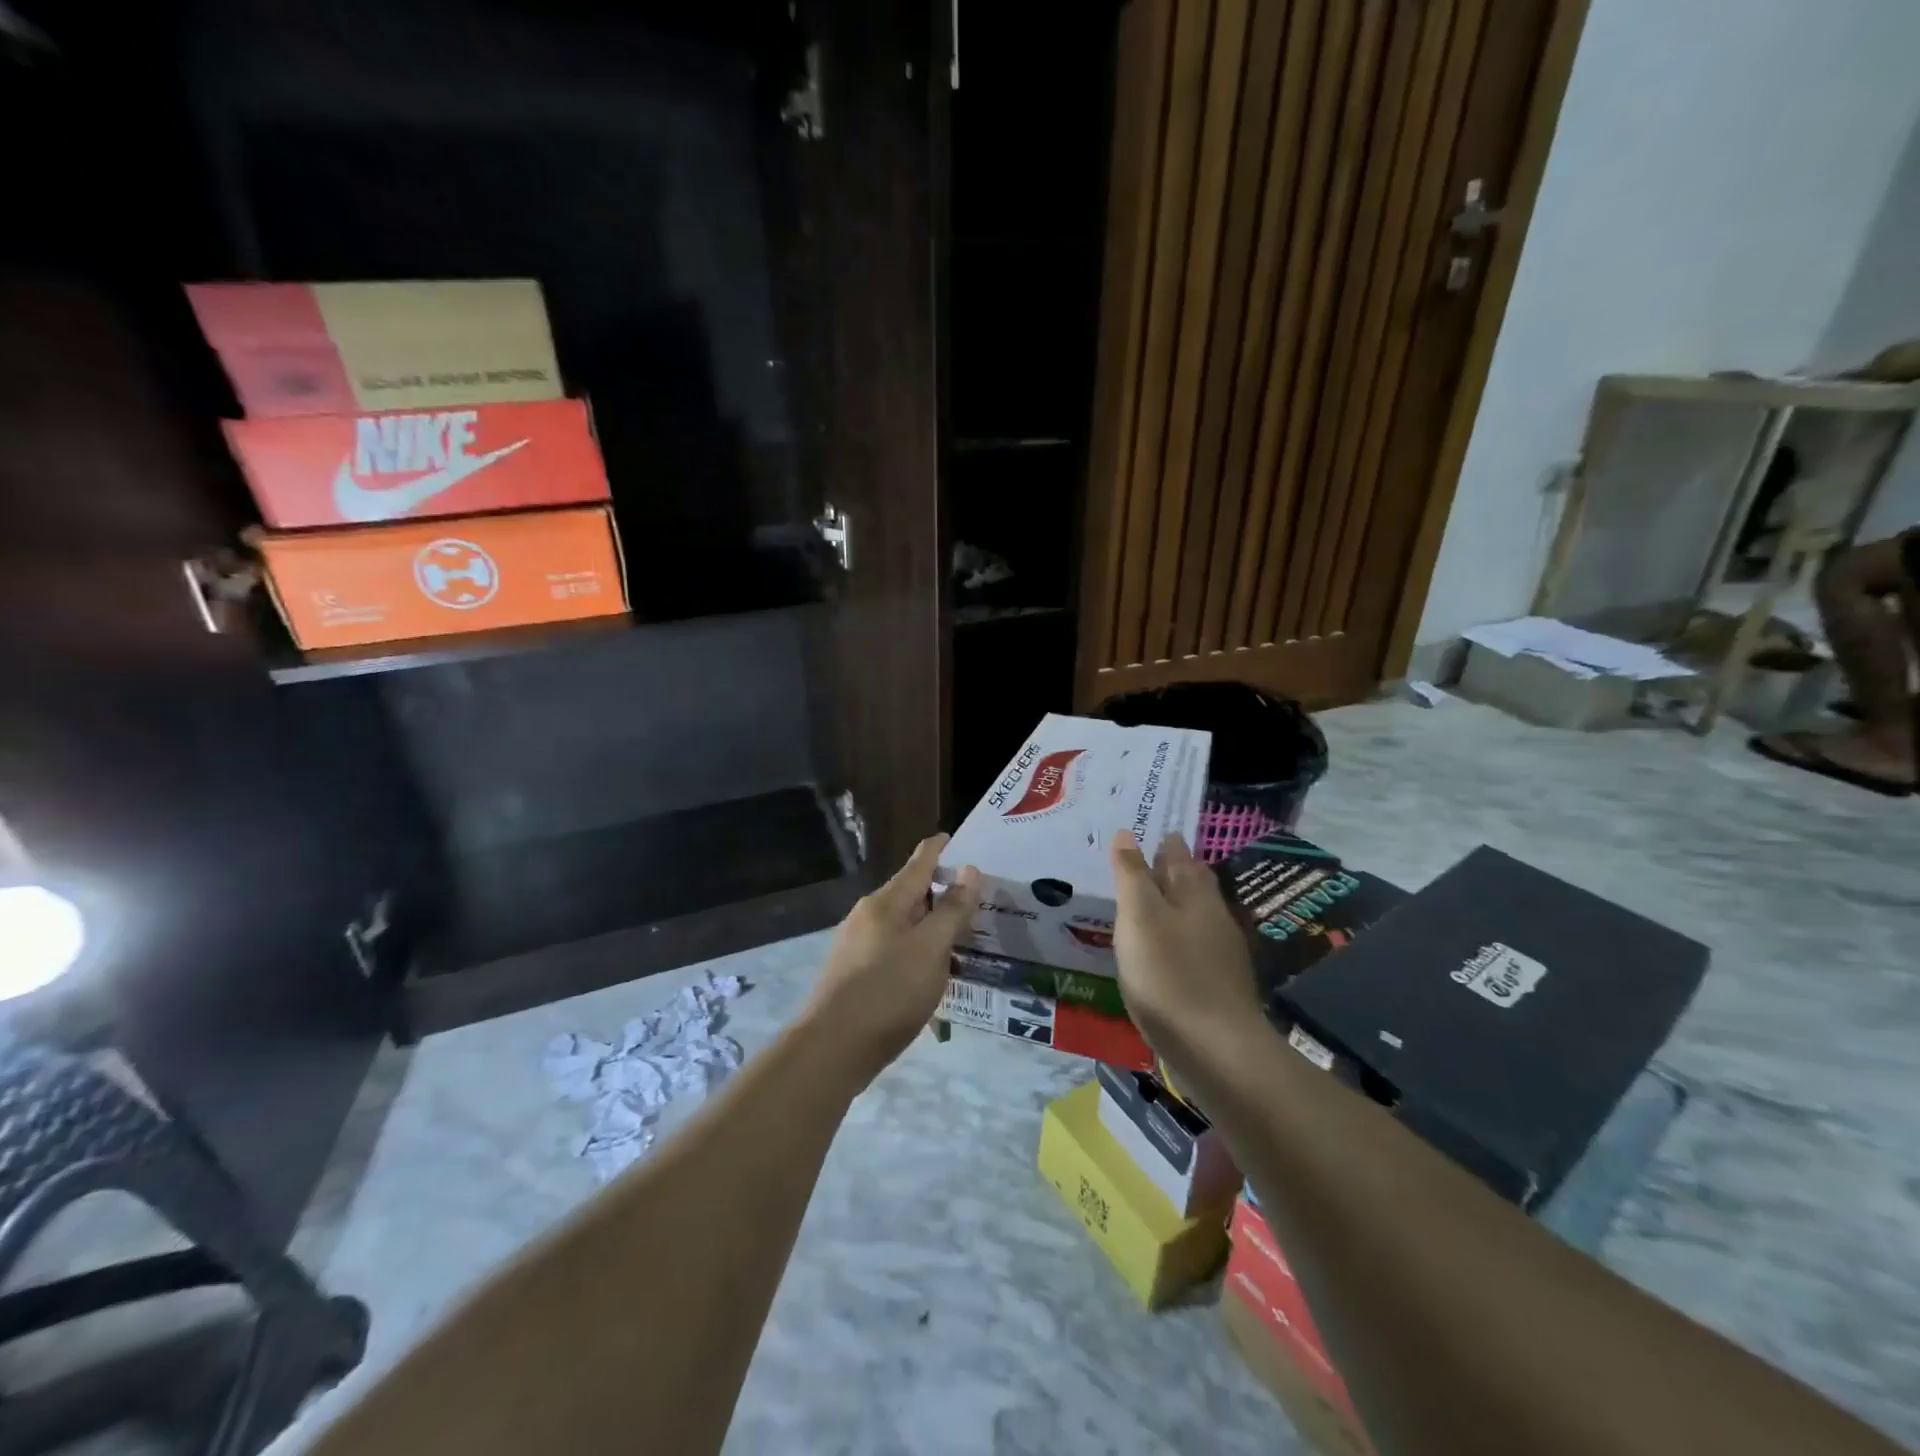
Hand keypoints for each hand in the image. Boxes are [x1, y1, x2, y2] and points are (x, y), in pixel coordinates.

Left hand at [804, 835, 978, 1086]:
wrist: (832, 1048)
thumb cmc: (888, 991)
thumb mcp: (931, 949)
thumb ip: (953, 910)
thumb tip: (970, 870)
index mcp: (887, 901)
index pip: (919, 862)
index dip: (941, 849)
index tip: (960, 840)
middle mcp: (868, 915)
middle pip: (910, 892)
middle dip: (941, 891)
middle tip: (976, 899)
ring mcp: (857, 944)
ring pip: (903, 923)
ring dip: (930, 924)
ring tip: (960, 936)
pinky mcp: (854, 972)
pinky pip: (893, 948)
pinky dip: (916, 948)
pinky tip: (930, 970)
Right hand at [1110, 830, 1264, 1062]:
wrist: (1215, 1049)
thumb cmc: (1170, 973)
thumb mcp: (1139, 916)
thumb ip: (1132, 874)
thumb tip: (1127, 833)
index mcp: (1195, 893)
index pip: (1179, 855)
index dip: (1164, 842)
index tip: (1149, 831)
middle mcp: (1213, 916)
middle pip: (1193, 883)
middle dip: (1173, 870)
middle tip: (1147, 860)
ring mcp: (1220, 953)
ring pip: (1194, 915)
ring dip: (1174, 904)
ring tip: (1147, 902)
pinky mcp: (1217, 985)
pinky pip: (1193, 946)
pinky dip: (1175, 937)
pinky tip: (1161, 949)